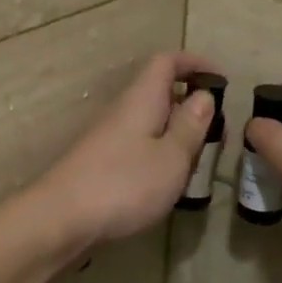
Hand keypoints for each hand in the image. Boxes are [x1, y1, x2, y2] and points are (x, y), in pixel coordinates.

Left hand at [28, 53, 220, 250]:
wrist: (60, 220)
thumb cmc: (123, 184)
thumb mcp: (171, 156)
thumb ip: (190, 126)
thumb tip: (203, 96)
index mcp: (141, 99)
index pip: (166, 62)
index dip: (194, 63)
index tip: (221, 79)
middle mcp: (122, 111)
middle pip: (159, 93)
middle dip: (191, 106)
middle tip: (218, 133)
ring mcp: (108, 139)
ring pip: (150, 123)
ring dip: (176, 135)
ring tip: (198, 162)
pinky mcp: (101, 165)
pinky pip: (138, 147)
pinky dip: (159, 156)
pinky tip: (168, 183)